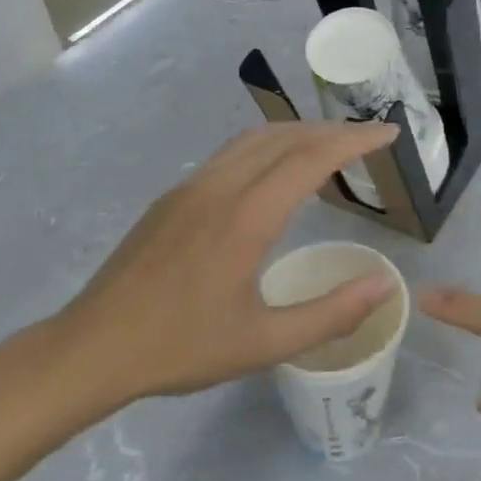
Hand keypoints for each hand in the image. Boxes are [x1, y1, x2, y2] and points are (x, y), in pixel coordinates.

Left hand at [48, 122, 399, 408]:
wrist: (91, 349)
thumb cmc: (181, 348)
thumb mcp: (264, 343)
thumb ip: (331, 314)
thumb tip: (385, 285)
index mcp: (245, 217)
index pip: (311, 157)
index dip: (355, 140)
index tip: (389, 134)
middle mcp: (218, 188)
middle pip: (285, 137)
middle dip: (333, 131)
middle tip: (370, 139)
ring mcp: (190, 188)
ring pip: (254, 140)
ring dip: (298, 134)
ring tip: (330, 148)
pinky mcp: (172, 198)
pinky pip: (230, 155)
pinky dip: (268, 148)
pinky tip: (276, 173)